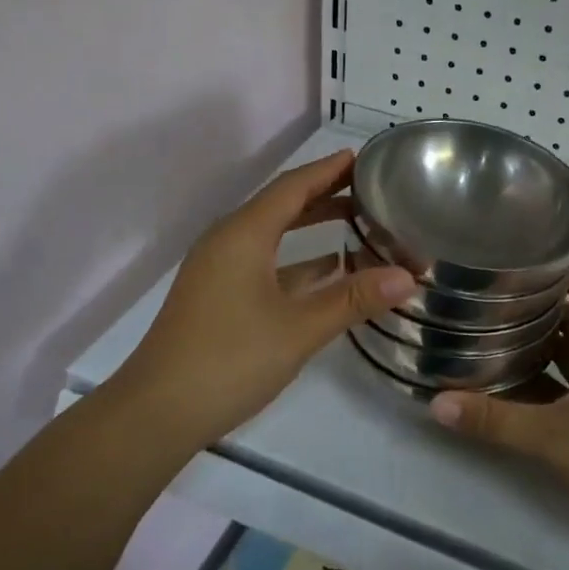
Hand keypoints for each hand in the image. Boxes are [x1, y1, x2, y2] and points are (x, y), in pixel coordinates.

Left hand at [109, 150, 415, 452]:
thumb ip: (354, 299)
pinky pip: (263, 263)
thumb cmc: (230, 359)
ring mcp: (219, 270)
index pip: (293, 187)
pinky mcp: (217, 296)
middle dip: (325, 195)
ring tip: (358, 224)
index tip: (364, 159)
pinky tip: (326, 271)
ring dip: (311, 227)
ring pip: (272, 235)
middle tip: (371, 191)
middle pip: (282, 206)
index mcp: (243, 234)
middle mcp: (227, 241)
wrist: (158, 411)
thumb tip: (409, 275)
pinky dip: (296, 260)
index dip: (329, 170)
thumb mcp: (299, 329)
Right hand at [427, 269, 568, 542]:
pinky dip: (551, 379)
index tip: (528, 262)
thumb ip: (493, 420)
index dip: (567, 274)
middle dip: (542, 308)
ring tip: (498, 336)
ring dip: (545, 344)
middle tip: (496, 299)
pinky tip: (519, 387)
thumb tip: (437, 403)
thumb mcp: (550, 438)